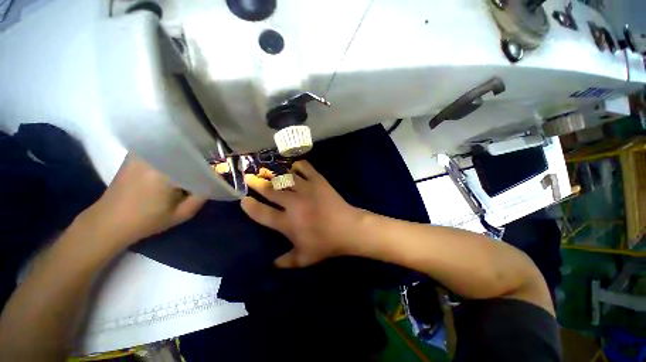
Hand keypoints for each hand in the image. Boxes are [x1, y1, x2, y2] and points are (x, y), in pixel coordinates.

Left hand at [82, 154, 206, 246]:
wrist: (108, 221)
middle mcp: (153, 158)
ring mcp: (142, 154)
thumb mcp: (181, 214)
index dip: (211, 168)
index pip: (197, 162)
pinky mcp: (135, 155)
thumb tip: (215, 181)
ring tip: (196, 165)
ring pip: (174, 149)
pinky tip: (178, 163)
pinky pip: (161, 149)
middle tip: (210, 169)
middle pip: (186, 152)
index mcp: (165, 173)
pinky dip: (173, 154)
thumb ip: (201, 197)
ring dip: (187, 155)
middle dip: (200, 160)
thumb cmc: (146, 221)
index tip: (219, 174)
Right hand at [241, 161, 363, 267]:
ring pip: (285, 178)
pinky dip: (298, 166)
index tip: (243, 200)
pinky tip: (293, 166)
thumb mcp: (304, 259)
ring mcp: (306, 189)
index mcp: (288, 223)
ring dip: (274, 173)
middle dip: (257, 183)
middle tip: (249, 177)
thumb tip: (271, 265)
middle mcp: (293, 204)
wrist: (348, 229)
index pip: (262, 213)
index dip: (250, 206)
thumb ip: (286, 262)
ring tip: (266, 170)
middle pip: (270, 190)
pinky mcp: (318, 181)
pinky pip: (305, 168)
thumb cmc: (326, 244)